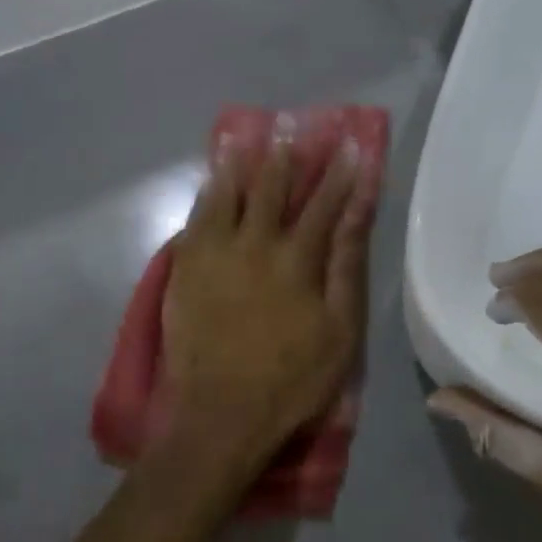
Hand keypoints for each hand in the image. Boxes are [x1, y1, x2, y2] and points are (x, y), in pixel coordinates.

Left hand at [159, 134, 372, 480]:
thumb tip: (356, 214)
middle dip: (284, 156)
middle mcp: (253, 244)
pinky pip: (195, 220)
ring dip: (238, 165)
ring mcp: (214, 255)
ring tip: (242, 138)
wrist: (221, 415)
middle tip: (289, 126)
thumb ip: (346, 266)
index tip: (350, 146)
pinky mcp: (185, 270)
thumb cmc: (292, 378)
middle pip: (271, 189)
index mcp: (296, 259)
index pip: (323, 205)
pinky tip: (210, 183)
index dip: (339, 174)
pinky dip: (205, 196)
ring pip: (226, 195)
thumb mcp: (339, 329)